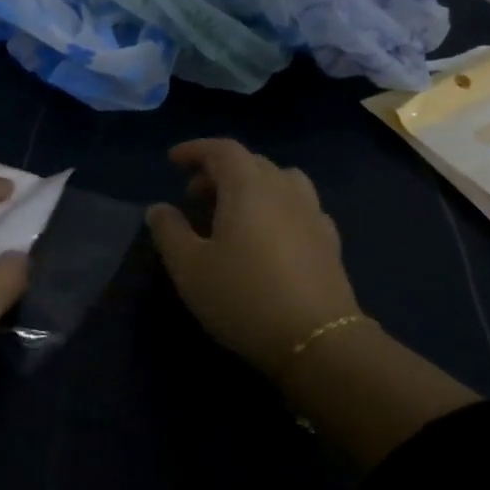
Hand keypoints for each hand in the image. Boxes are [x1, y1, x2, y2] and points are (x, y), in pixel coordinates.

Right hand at [146, 138, 364, 380]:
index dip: (195, 150)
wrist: (317, 340)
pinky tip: (270, 234)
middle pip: (251, 162)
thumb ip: (169, 231)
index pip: (222, 150)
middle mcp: (284, 190)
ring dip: (253, 185)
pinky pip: (300, 206)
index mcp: (248, 188)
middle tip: (194, 195)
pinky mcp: (329, 241)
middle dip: (219, 170)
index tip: (173, 161)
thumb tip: (159, 208)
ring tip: (234, 210)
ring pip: (281, 180)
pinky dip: (278, 206)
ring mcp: (312, 214)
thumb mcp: (189, 268)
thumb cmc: (243, 298)